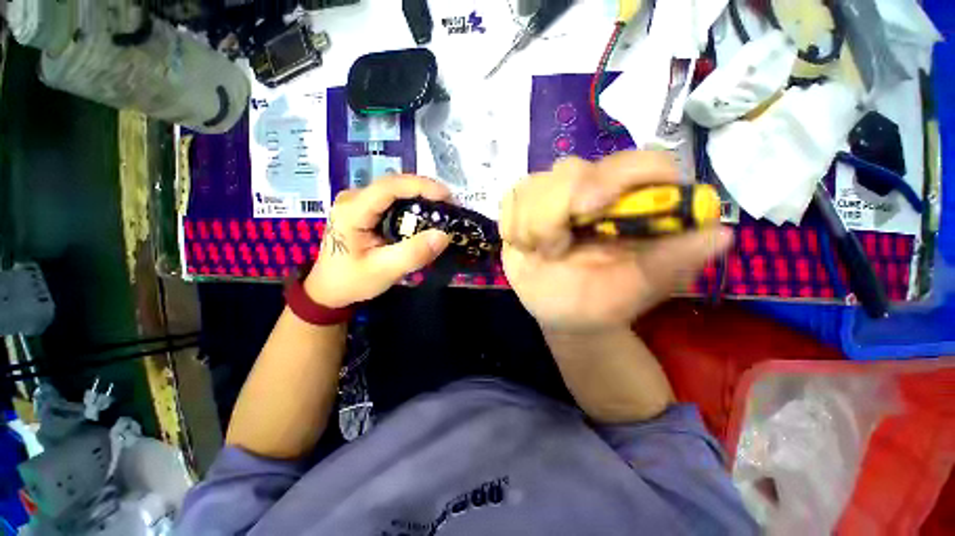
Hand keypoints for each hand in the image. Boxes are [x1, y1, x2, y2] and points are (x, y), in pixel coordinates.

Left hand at [304, 176, 451, 307]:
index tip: (447, 196)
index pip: (389, 186)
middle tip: (449, 205)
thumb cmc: (352, 281)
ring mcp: (358, 202)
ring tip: (442, 209)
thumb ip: (414, 254)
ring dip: (420, 197)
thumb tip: (444, 235)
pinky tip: (424, 215)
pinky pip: (392, 201)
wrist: (329, 290)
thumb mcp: (385, 271)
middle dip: (425, 191)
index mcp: (352, 211)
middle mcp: (353, 199)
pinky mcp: (365, 210)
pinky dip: (412, 206)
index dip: (421, 186)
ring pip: (395, 191)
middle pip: (394, 184)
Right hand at [500, 152, 732, 332]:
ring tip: (542, 252)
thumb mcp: (642, 286)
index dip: (618, 175)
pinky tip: (526, 245)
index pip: (638, 163)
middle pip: (571, 169)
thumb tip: (721, 234)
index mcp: (632, 202)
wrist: (564, 312)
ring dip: (532, 224)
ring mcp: (554, 194)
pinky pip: (511, 198)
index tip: (592, 206)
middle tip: (556, 249)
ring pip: (534, 183)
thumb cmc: (604, 300)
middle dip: (556, 211)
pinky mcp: (524, 205)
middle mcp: (594, 188)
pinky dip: (513, 224)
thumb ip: (676, 260)